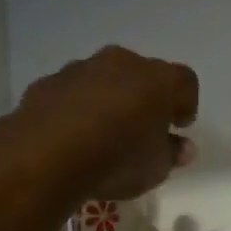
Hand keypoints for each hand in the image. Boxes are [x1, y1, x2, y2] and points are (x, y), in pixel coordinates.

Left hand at [15, 46, 198, 201]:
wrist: (45, 156)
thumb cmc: (117, 159)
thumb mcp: (156, 168)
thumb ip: (172, 154)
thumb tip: (182, 147)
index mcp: (157, 78)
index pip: (185, 81)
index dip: (186, 103)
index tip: (180, 126)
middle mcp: (120, 63)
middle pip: (142, 74)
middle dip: (145, 97)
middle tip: (142, 127)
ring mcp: (80, 69)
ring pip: (103, 79)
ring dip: (108, 99)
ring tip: (103, 134)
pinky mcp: (46, 83)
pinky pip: (70, 93)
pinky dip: (75, 108)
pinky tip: (71, 136)